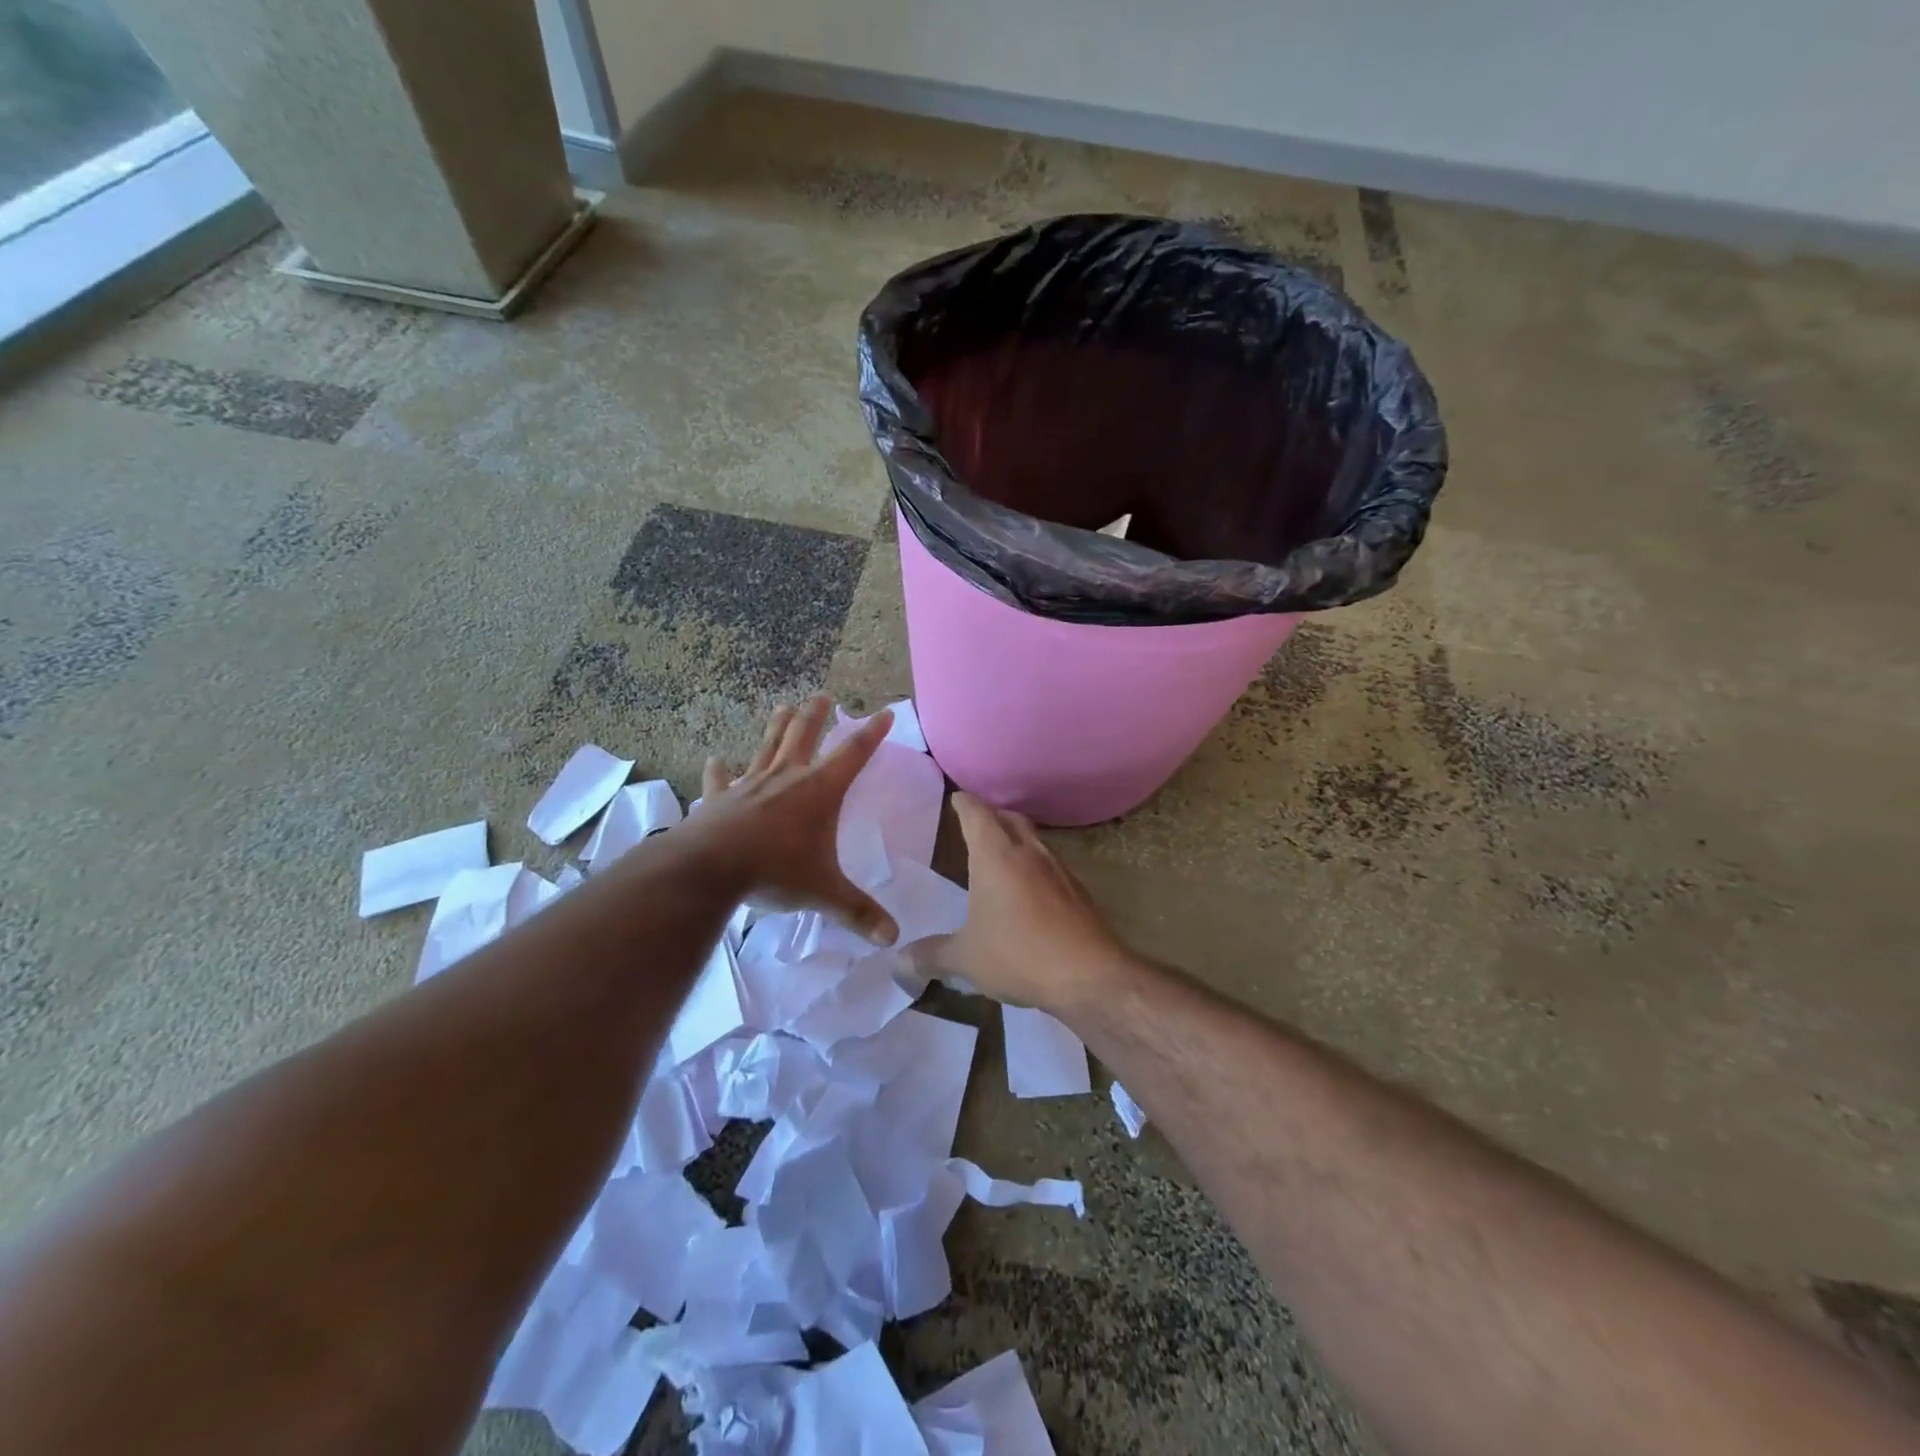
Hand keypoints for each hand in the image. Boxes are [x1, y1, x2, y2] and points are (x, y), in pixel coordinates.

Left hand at [691, 697, 898, 944]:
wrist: (710, 869)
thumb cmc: (776, 871)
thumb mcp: (824, 893)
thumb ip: (858, 913)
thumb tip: (893, 938)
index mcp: (820, 790)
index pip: (854, 753)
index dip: (873, 732)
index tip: (886, 712)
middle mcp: (788, 777)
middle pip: (806, 735)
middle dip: (817, 715)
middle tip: (823, 696)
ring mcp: (751, 784)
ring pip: (768, 746)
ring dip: (777, 726)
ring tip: (784, 706)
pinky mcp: (720, 798)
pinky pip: (721, 779)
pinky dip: (720, 770)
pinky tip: (716, 760)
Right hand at [914, 792, 1130, 1010]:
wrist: (1091, 976)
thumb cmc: (1019, 955)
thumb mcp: (966, 959)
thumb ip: (931, 956)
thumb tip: (899, 962)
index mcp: (996, 856)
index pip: (977, 814)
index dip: (964, 803)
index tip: (956, 798)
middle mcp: (1029, 853)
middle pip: (1010, 819)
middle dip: (992, 816)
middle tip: (975, 824)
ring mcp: (1059, 870)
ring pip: (1034, 840)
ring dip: (1016, 840)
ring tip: (1000, 857)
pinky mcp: (1079, 892)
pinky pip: (1051, 867)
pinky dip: (1034, 868)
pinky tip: (1028, 893)